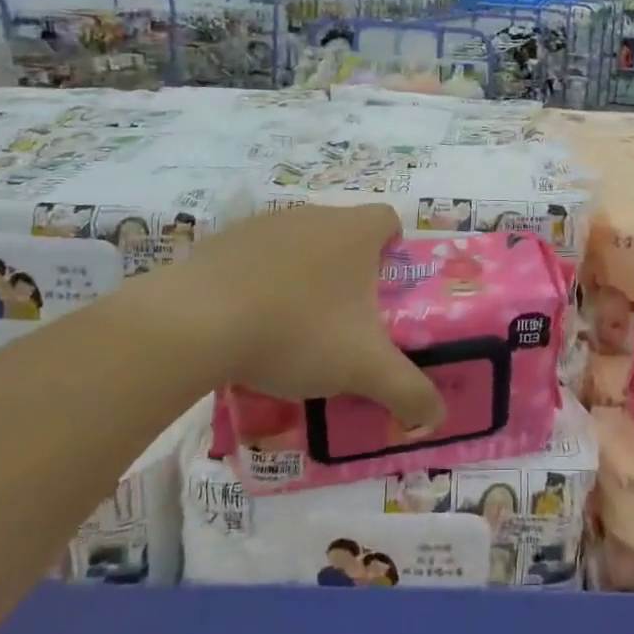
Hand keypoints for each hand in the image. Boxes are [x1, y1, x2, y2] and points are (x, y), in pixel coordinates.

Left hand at [117, 204, 444, 430]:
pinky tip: (248, 321)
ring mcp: (264, 224)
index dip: (394, 248)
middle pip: (344, 232)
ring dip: (303, 274)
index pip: (389, 220)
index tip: (386, 287)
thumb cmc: (297, 332)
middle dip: (349, 269)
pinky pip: (255, 256)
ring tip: (294, 326)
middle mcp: (313, 215)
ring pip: (299, 244)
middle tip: (346, 318)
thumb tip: (438, 418)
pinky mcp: (221, 241)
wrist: (194, 323)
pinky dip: (260, 280)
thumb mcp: (363, 369)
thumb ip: (408, 391)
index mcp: (354, 232)